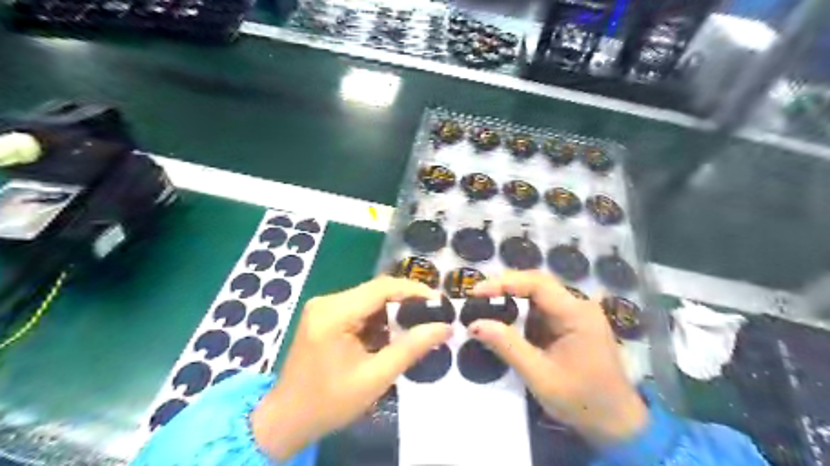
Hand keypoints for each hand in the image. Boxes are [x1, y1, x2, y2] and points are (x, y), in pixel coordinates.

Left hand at [253, 276, 452, 458]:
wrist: (287, 419)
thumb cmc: (329, 402)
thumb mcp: (375, 377)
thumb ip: (411, 348)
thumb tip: (445, 327)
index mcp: (334, 313)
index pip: (382, 288)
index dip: (414, 291)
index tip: (440, 302)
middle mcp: (326, 301)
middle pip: (376, 291)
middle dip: (406, 302)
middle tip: (433, 315)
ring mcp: (323, 307)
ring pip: (369, 299)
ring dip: (393, 312)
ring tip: (418, 326)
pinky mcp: (324, 316)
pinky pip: (359, 309)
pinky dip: (379, 320)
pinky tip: (392, 335)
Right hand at [470, 272, 643, 445]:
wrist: (618, 424)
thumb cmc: (582, 401)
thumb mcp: (540, 376)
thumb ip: (508, 347)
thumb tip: (474, 324)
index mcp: (577, 313)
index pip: (537, 283)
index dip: (504, 282)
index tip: (476, 292)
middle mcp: (579, 306)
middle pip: (537, 284)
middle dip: (505, 287)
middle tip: (477, 296)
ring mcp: (577, 314)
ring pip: (539, 295)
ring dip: (512, 299)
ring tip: (485, 305)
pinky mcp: (572, 324)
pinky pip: (543, 310)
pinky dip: (522, 313)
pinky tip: (506, 320)